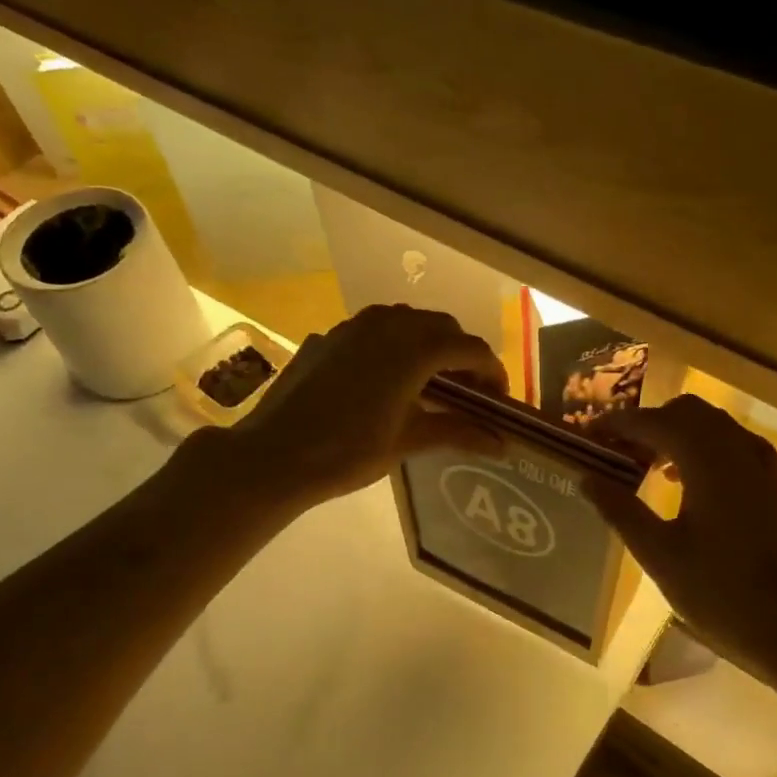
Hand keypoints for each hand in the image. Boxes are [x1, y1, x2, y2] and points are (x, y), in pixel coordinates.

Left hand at [218, 304, 508, 513]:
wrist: (274, 454)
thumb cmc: (349, 451)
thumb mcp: (408, 441)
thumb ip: (458, 432)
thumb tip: (502, 445)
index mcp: (415, 347)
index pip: (470, 349)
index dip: (492, 372)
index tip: (499, 400)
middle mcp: (388, 324)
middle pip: (441, 327)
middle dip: (462, 355)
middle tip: (469, 392)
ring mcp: (354, 326)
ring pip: (406, 322)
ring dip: (427, 345)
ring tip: (430, 382)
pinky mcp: (329, 337)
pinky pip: (374, 331)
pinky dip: (393, 347)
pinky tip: (385, 380)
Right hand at [586, 397, 776, 691]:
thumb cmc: (722, 593)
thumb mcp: (660, 554)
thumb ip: (621, 510)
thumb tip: (586, 477)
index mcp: (708, 459)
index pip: (654, 421)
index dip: (617, 424)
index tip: (588, 434)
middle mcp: (738, 448)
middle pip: (687, 411)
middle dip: (649, 422)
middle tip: (616, 448)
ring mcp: (763, 465)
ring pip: (713, 425)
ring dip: (676, 433)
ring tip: (644, 464)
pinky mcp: (775, 484)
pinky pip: (732, 445)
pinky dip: (702, 448)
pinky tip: (683, 483)